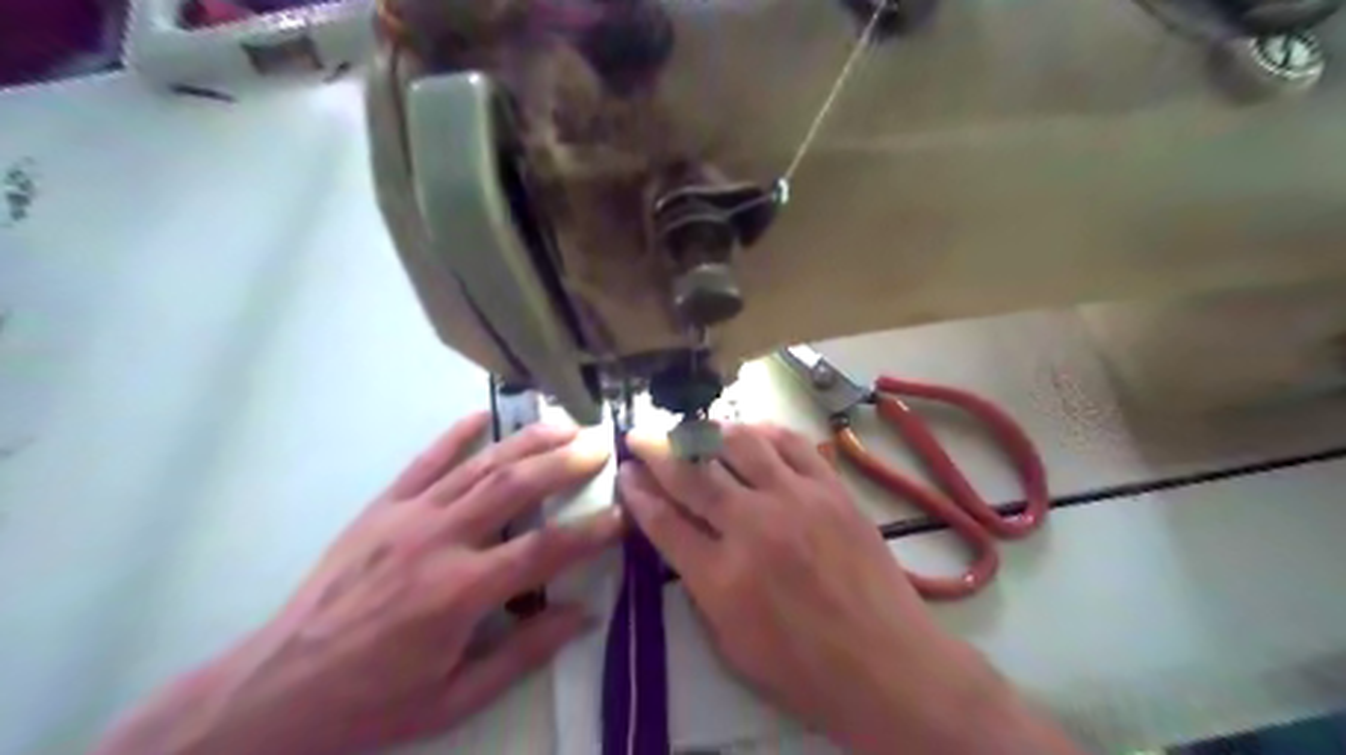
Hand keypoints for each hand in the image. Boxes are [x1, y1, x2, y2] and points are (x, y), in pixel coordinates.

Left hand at [93, 413, 620, 754]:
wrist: (274, 688)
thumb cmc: (372, 701)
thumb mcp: (455, 697)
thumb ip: (524, 653)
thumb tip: (583, 614)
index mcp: (459, 593)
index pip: (544, 551)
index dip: (590, 531)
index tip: (623, 514)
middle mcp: (438, 541)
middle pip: (515, 487)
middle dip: (565, 462)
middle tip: (600, 445)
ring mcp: (407, 517)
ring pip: (479, 466)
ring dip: (526, 441)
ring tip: (563, 424)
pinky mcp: (381, 508)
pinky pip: (425, 461)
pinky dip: (456, 435)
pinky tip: (483, 416)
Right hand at [619, 424, 1079, 754]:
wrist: (887, 665)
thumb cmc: (804, 670)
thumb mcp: (731, 645)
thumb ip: (700, 587)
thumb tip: (684, 540)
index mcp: (721, 577)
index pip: (663, 521)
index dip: (637, 492)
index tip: (625, 473)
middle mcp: (753, 527)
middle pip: (692, 474)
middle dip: (657, 450)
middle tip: (640, 436)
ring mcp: (796, 500)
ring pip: (740, 444)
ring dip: (708, 432)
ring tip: (693, 431)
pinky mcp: (831, 489)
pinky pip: (791, 443)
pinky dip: (763, 431)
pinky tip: (749, 432)